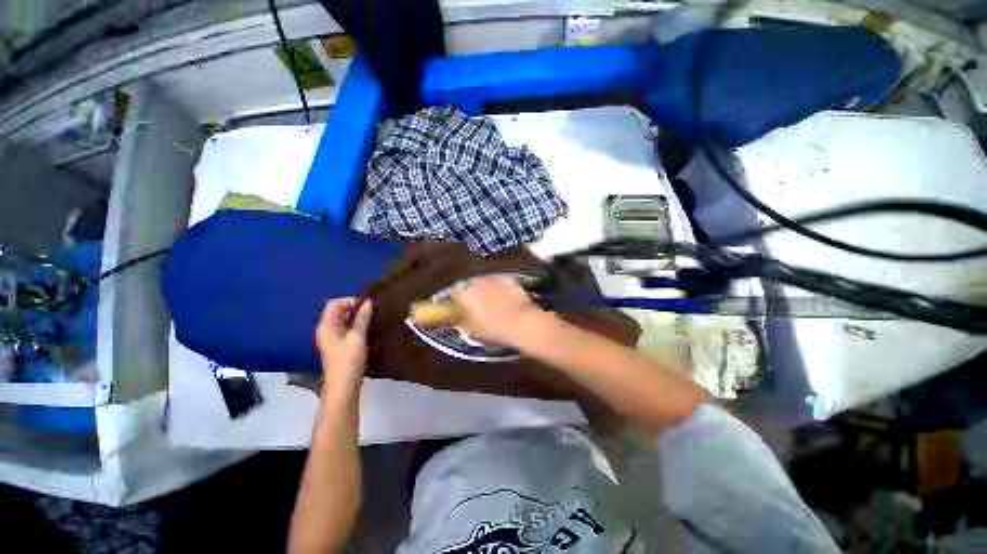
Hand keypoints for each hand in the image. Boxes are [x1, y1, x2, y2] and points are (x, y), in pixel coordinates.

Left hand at [315, 298, 371, 389]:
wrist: (343, 385)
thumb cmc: (348, 359)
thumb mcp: (357, 336)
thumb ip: (363, 318)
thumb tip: (368, 303)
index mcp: (326, 326)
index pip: (334, 304)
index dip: (350, 300)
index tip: (366, 304)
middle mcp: (326, 330)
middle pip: (338, 311)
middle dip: (354, 307)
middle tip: (371, 309)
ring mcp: (332, 338)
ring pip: (343, 320)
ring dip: (356, 316)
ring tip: (372, 317)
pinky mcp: (339, 345)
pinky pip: (346, 329)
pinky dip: (356, 325)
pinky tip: (368, 328)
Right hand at [452, 276, 546, 346]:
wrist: (521, 322)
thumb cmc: (495, 330)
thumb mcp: (473, 331)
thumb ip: (463, 322)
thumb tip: (460, 319)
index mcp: (465, 296)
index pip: (456, 297)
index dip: (460, 305)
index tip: (465, 312)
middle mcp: (476, 283)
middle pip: (471, 288)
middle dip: (475, 296)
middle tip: (482, 308)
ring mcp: (492, 278)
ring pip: (486, 284)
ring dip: (487, 291)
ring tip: (496, 303)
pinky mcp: (506, 277)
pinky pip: (499, 282)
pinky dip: (500, 288)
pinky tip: (507, 298)